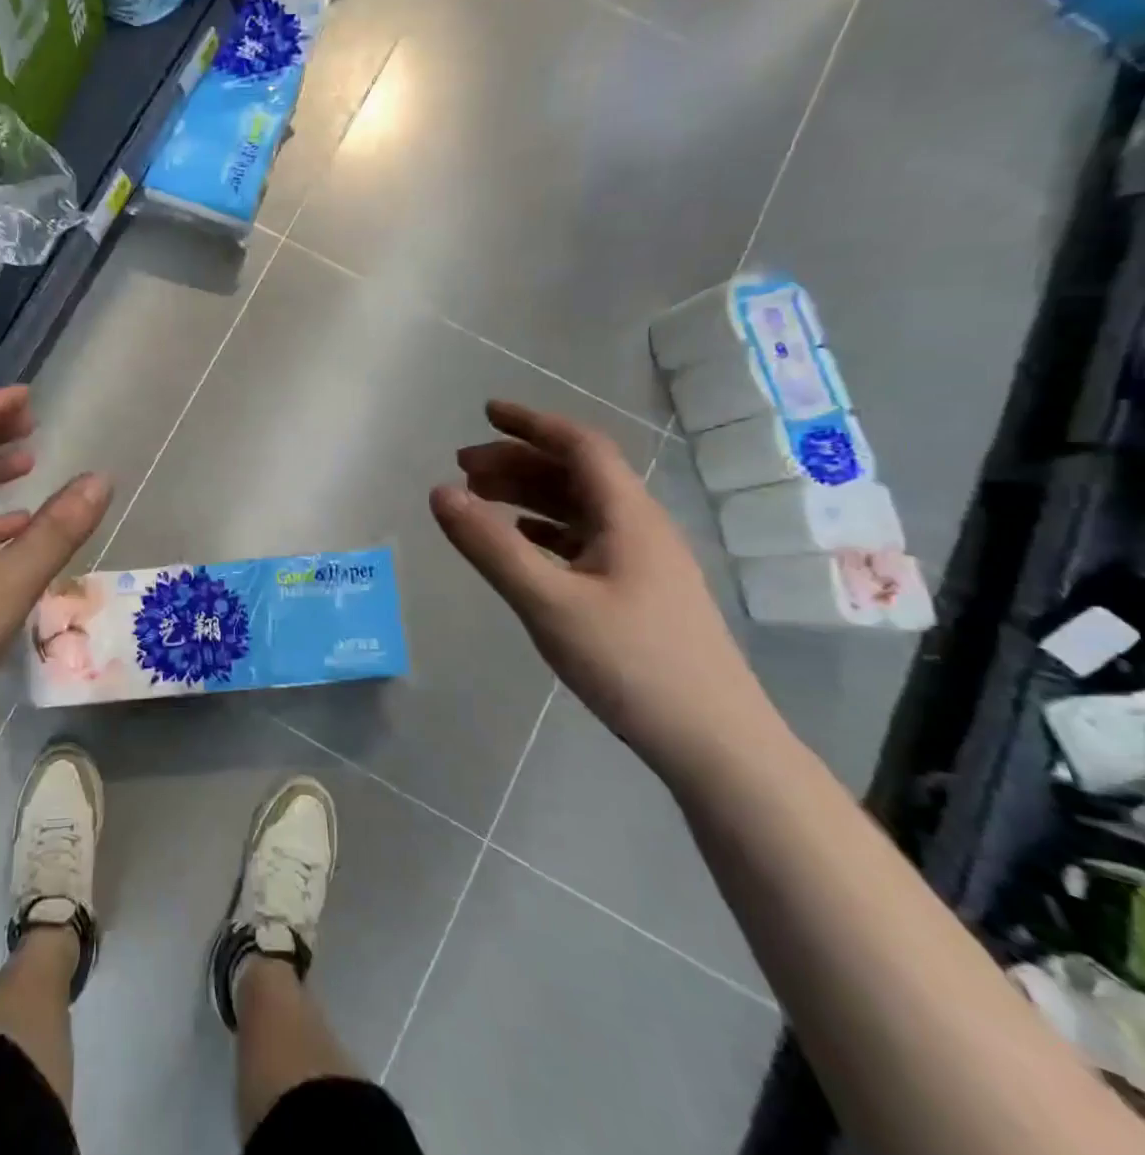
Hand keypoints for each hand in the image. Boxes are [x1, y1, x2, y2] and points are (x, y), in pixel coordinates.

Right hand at [429, 401, 775, 778]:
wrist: (715, 742)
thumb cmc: (632, 663)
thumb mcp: (548, 602)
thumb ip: (491, 546)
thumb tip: (439, 492)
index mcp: (627, 516)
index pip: (579, 446)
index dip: (531, 423)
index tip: (485, 411)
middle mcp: (639, 527)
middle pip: (574, 474)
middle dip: (517, 461)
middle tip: (462, 466)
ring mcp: (642, 561)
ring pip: (578, 507)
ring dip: (528, 494)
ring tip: (479, 498)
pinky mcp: (638, 592)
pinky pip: (583, 539)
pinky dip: (544, 528)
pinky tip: (521, 541)